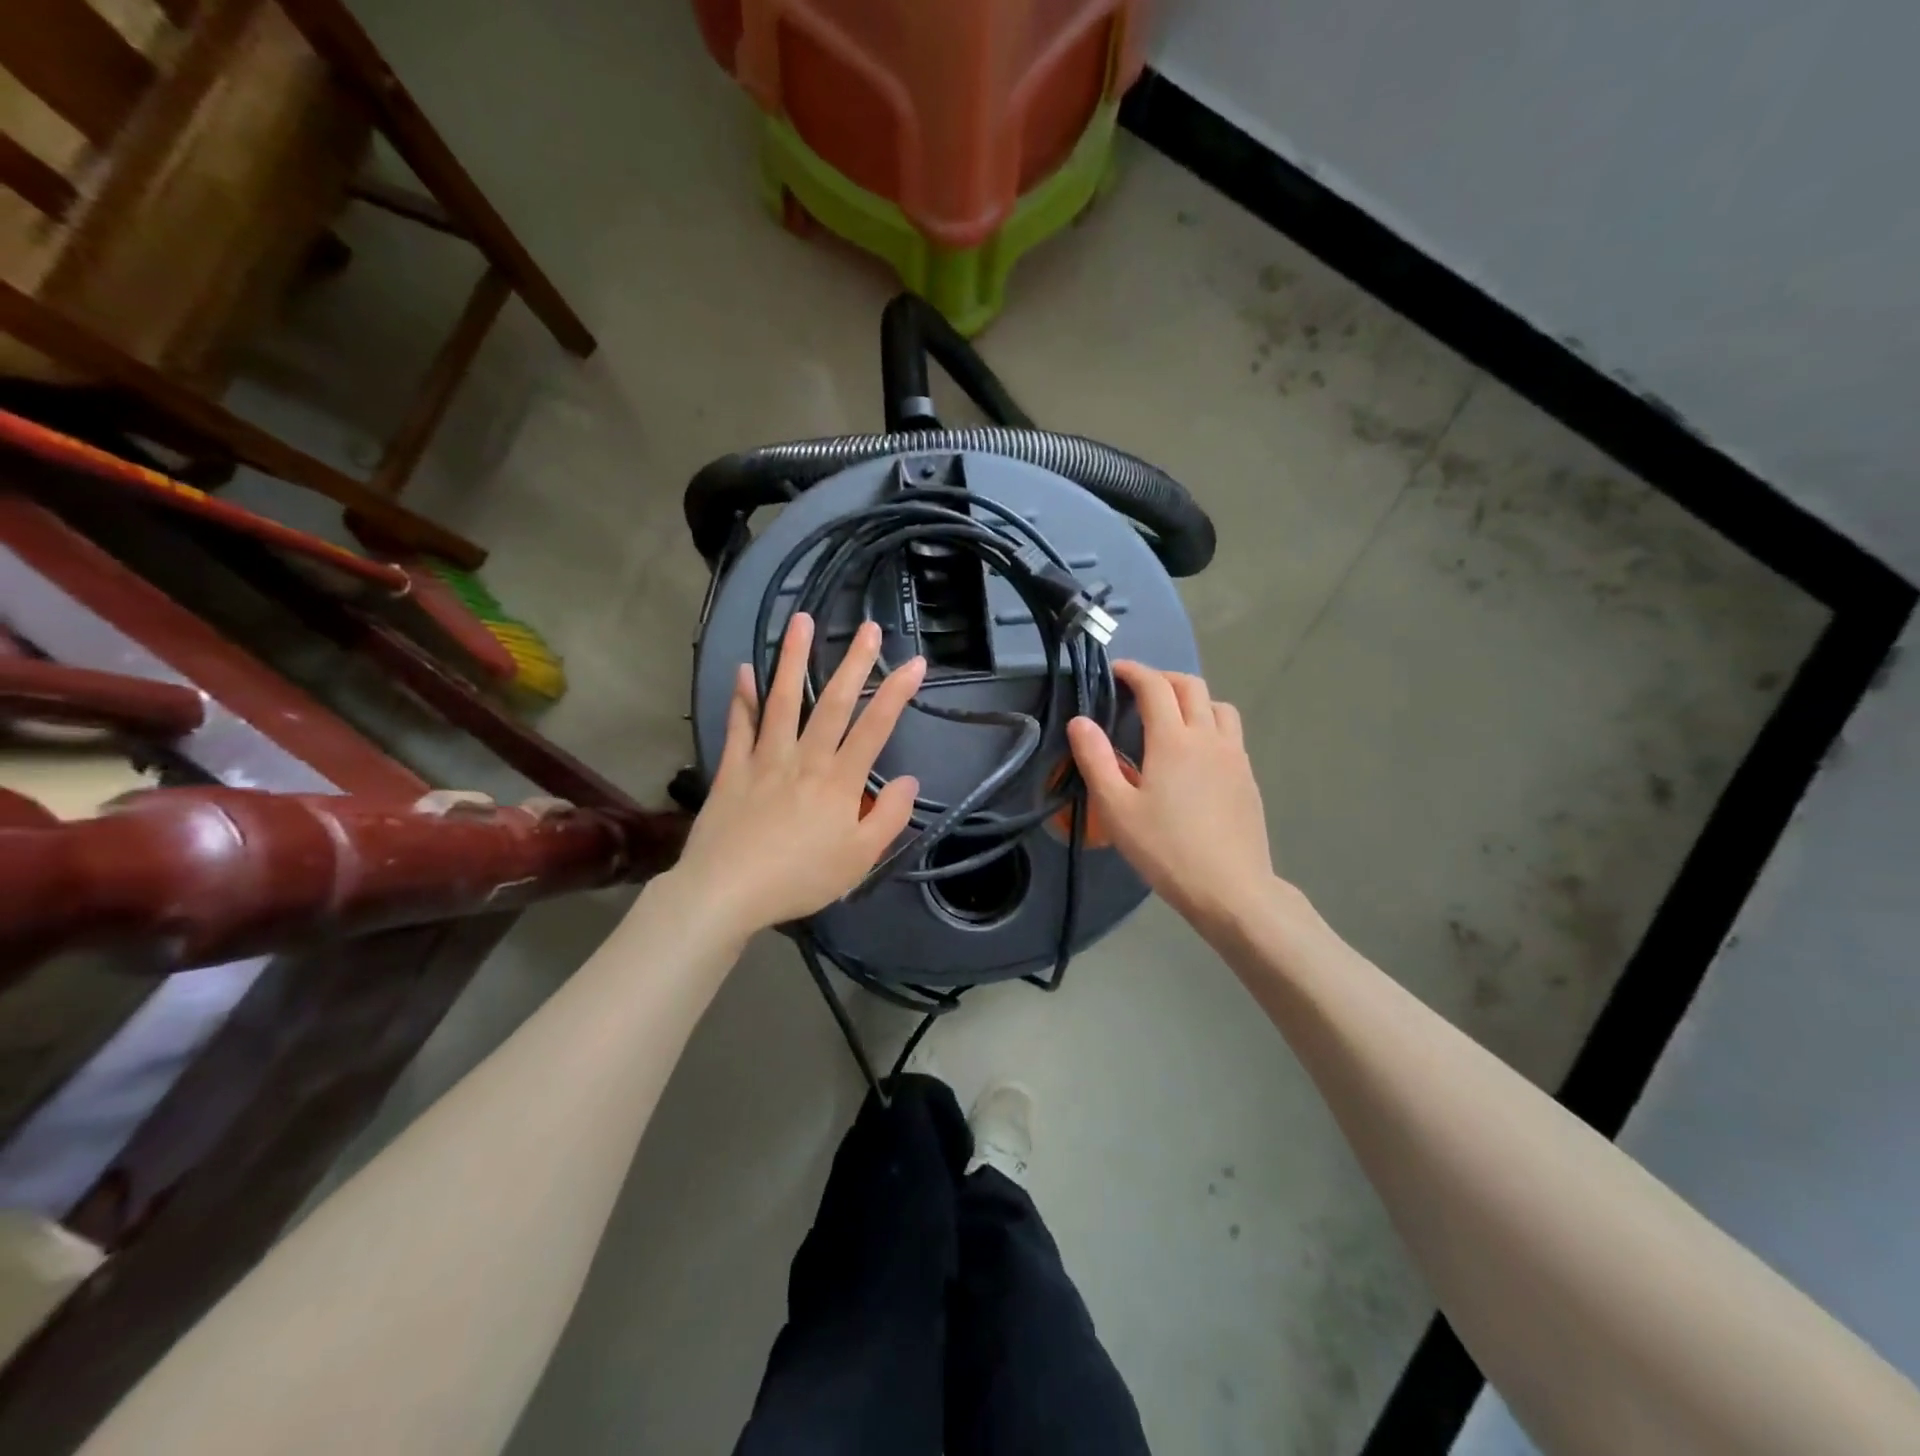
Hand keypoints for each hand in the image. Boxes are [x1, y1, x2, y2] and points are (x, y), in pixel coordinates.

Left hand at [672, 614, 924, 940]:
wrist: (728, 892)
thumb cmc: (800, 878)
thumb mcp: (859, 859)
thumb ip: (888, 817)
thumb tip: (908, 779)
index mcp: (840, 781)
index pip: (874, 728)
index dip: (896, 693)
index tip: (915, 663)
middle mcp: (805, 759)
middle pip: (832, 703)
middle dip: (854, 663)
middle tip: (868, 628)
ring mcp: (765, 759)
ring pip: (782, 701)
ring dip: (793, 659)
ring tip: (801, 621)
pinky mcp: (733, 769)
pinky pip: (739, 726)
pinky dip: (742, 697)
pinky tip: (743, 670)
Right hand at [1068, 661, 1274, 930]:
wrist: (1231, 889)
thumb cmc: (1166, 850)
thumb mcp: (1117, 809)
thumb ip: (1095, 760)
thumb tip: (1080, 721)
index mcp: (1174, 740)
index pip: (1155, 686)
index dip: (1134, 671)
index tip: (1116, 671)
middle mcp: (1209, 737)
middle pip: (1191, 686)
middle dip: (1163, 678)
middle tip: (1139, 690)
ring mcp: (1234, 756)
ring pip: (1218, 706)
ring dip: (1193, 698)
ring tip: (1171, 717)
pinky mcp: (1248, 777)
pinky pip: (1230, 732)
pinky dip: (1210, 723)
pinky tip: (1195, 754)